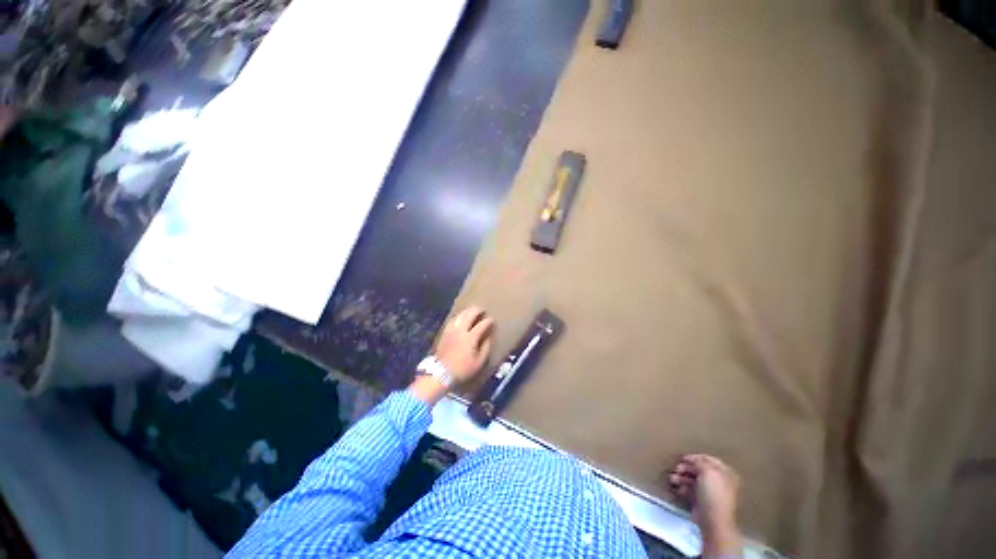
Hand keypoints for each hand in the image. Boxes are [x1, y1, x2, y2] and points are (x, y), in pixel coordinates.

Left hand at [435, 306, 493, 381]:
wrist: (441, 373)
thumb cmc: (463, 369)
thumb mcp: (479, 362)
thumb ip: (485, 348)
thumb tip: (487, 338)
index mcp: (471, 337)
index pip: (482, 325)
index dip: (488, 321)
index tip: (492, 320)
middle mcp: (461, 330)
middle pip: (469, 315)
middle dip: (477, 310)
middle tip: (482, 309)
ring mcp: (451, 330)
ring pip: (460, 315)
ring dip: (467, 311)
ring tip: (471, 310)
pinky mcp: (445, 333)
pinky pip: (452, 320)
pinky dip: (458, 316)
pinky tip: (460, 317)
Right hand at [669, 454, 742, 556]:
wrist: (712, 519)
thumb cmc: (713, 493)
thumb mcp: (707, 471)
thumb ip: (699, 462)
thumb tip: (691, 460)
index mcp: (725, 474)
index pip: (709, 460)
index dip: (696, 457)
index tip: (683, 458)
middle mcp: (718, 482)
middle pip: (699, 469)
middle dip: (686, 468)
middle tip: (676, 468)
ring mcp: (709, 492)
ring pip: (692, 479)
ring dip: (681, 477)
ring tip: (673, 479)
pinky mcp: (701, 501)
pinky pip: (690, 490)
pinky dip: (682, 487)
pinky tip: (677, 488)